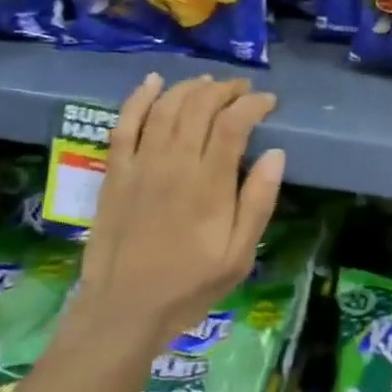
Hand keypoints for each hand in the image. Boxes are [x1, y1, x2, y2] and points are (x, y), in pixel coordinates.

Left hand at [64, 74, 284, 353]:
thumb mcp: (239, 256)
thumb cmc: (188, 286)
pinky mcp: (115, 172)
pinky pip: (125, 123)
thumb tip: (276, 154)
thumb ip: (258, 202)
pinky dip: (139, 98)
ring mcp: (141, 164)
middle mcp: (175, 163)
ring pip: (166, 107)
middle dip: (225, 89)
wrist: (123, 310)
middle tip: (242, 90)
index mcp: (209, 184)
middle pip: (200, 106)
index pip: (234, 123)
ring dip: (190, 87)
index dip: (253, 104)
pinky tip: (153, 81)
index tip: (268, 102)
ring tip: (209, 83)